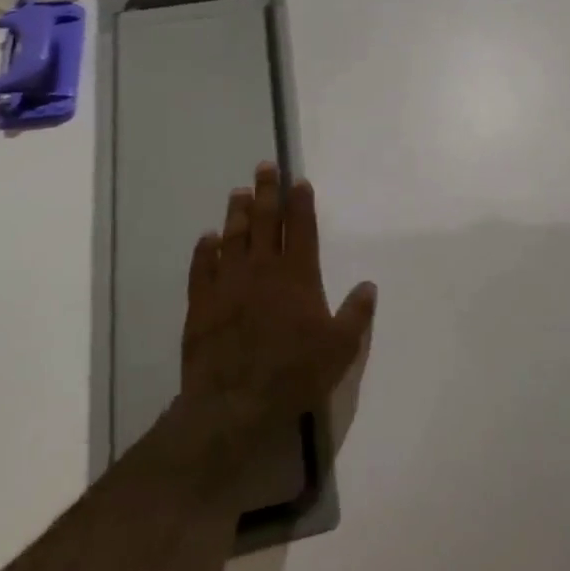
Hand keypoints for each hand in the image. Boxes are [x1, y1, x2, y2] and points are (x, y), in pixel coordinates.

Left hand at [177, 162, 375, 450]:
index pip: (300, 228)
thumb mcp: (341, 347)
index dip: (300, 203)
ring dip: (236, 213)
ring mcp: (228, 285)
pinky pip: (202, 268)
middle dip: (266, 192)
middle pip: (264, 222)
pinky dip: (205, 250)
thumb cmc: (295, 372)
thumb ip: (356, 314)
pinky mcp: (201, 305)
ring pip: (232, 238)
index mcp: (298, 275)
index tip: (298, 181)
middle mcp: (262, 270)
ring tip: (238, 192)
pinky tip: (207, 238)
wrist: (234, 403)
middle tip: (263, 167)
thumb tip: (368, 285)